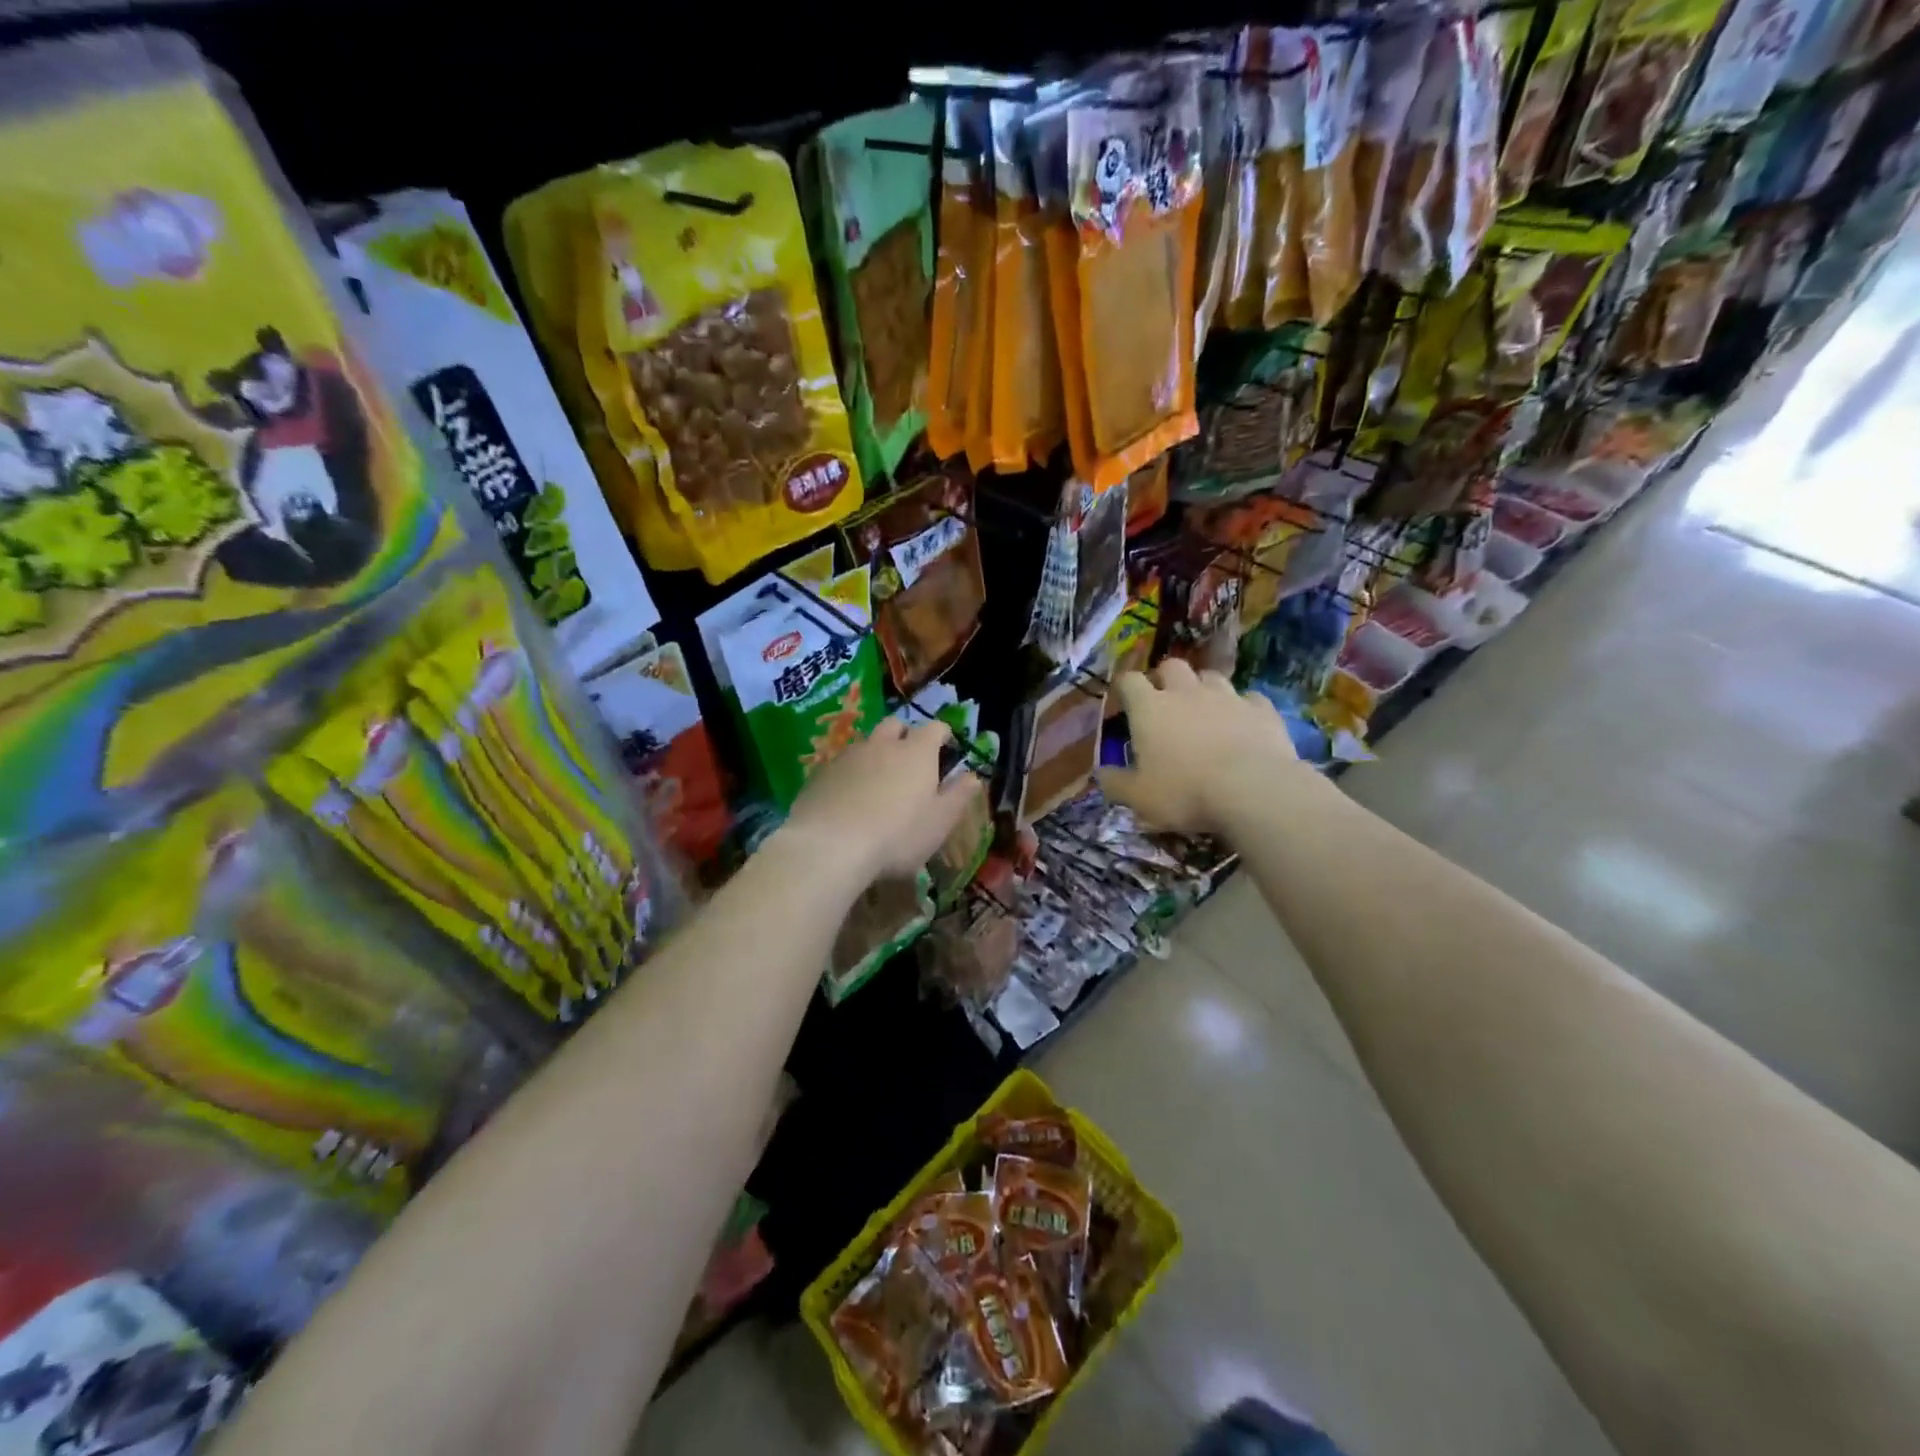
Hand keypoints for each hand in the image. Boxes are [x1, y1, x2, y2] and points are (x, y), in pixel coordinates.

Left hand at [778, 717, 976, 884]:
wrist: (830, 846)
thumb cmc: (897, 835)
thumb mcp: (940, 822)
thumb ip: (959, 796)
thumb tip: (974, 776)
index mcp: (917, 752)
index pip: (935, 728)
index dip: (943, 735)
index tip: (947, 749)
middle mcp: (883, 744)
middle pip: (896, 725)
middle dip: (905, 735)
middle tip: (909, 760)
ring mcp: (848, 755)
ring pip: (866, 743)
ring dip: (875, 754)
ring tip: (877, 781)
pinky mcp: (821, 773)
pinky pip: (841, 764)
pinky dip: (850, 773)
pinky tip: (848, 797)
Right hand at [1099, 660, 1300, 834]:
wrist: (1253, 790)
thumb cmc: (1185, 792)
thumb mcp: (1139, 798)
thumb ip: (1116, 783)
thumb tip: (1102, 773)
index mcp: (1150, 708)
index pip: (1129, 680)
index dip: (1125, 687)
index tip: (1124, 701)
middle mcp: (1186, 692)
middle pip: (1172, 666)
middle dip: (1166, 679)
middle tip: (1165, 702)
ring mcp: (1227, 697)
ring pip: (1211, 677)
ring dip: (1204, 688)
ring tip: (1205, 710)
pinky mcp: (1261, 709)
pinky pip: (1249, 698)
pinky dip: (1242, 707)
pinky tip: (1243, 723)